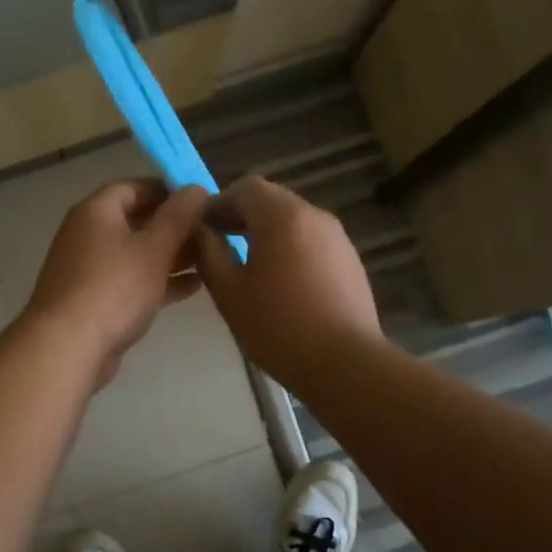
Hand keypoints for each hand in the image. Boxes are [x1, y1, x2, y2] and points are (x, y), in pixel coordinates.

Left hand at [25, 179, 208, 388]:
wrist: (68, 347)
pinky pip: (130, 281)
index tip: (200, 200)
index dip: (168, 190)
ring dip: (170, 256)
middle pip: (135, 221)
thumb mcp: (154, 248)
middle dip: (173, 227)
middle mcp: (87, 234)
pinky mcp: (94, 300)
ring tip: (209, 260)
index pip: (134, 187)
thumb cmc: (113, 288)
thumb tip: (196, 188)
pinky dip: (158, 281)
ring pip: (135, 254)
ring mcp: (88, 269)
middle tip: (210, 233)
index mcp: (96, 212)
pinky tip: (192, 288)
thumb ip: (178, 217)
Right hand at [194, 175, 381, 390]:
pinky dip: (290, 249)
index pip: (245, 188)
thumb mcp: (229, 291)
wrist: (345, 363)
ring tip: (249, 267)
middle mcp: (314, 216)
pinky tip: (281, 284)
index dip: (219, 203)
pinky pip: (312, 242)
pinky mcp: (350, 261)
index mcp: (282, 216)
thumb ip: (209, 253)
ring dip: (267, 233)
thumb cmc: (278, 326)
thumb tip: (201, 232)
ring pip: (294, 221)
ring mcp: (338, 238)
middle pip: (272, 200)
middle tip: (220, 245)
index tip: (202, 229)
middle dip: (242, 216)